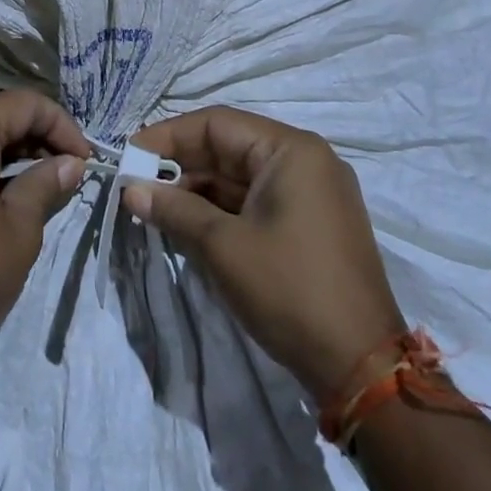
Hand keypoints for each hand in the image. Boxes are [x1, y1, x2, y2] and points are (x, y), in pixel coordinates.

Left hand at [0, 90, 91, 371]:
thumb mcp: (20, 228)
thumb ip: (46, 183)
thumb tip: (70, 164)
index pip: (20, 104)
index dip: (60, 124)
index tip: (85, 159)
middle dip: (35, 137)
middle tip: (68, 171)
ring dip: (8, 153)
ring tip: (41, 185)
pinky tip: (2, 197)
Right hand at [126, 106, 403, 398]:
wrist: (361, 365)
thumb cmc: (289, 290)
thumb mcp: (222, 246)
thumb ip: (173, 209)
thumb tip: (130, 190)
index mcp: (291, 151)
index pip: (217, 124)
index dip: (168, 136)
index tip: (129, 155)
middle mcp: (305, 161)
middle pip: (229, 147)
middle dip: (180, 164)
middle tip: (135, 184)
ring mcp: (311, 194)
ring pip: (239, 177)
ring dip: (196, 189)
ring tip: (152, 206)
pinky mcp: (309, 224)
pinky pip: (255, 201)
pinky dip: (220, 209)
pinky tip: (186, 223)